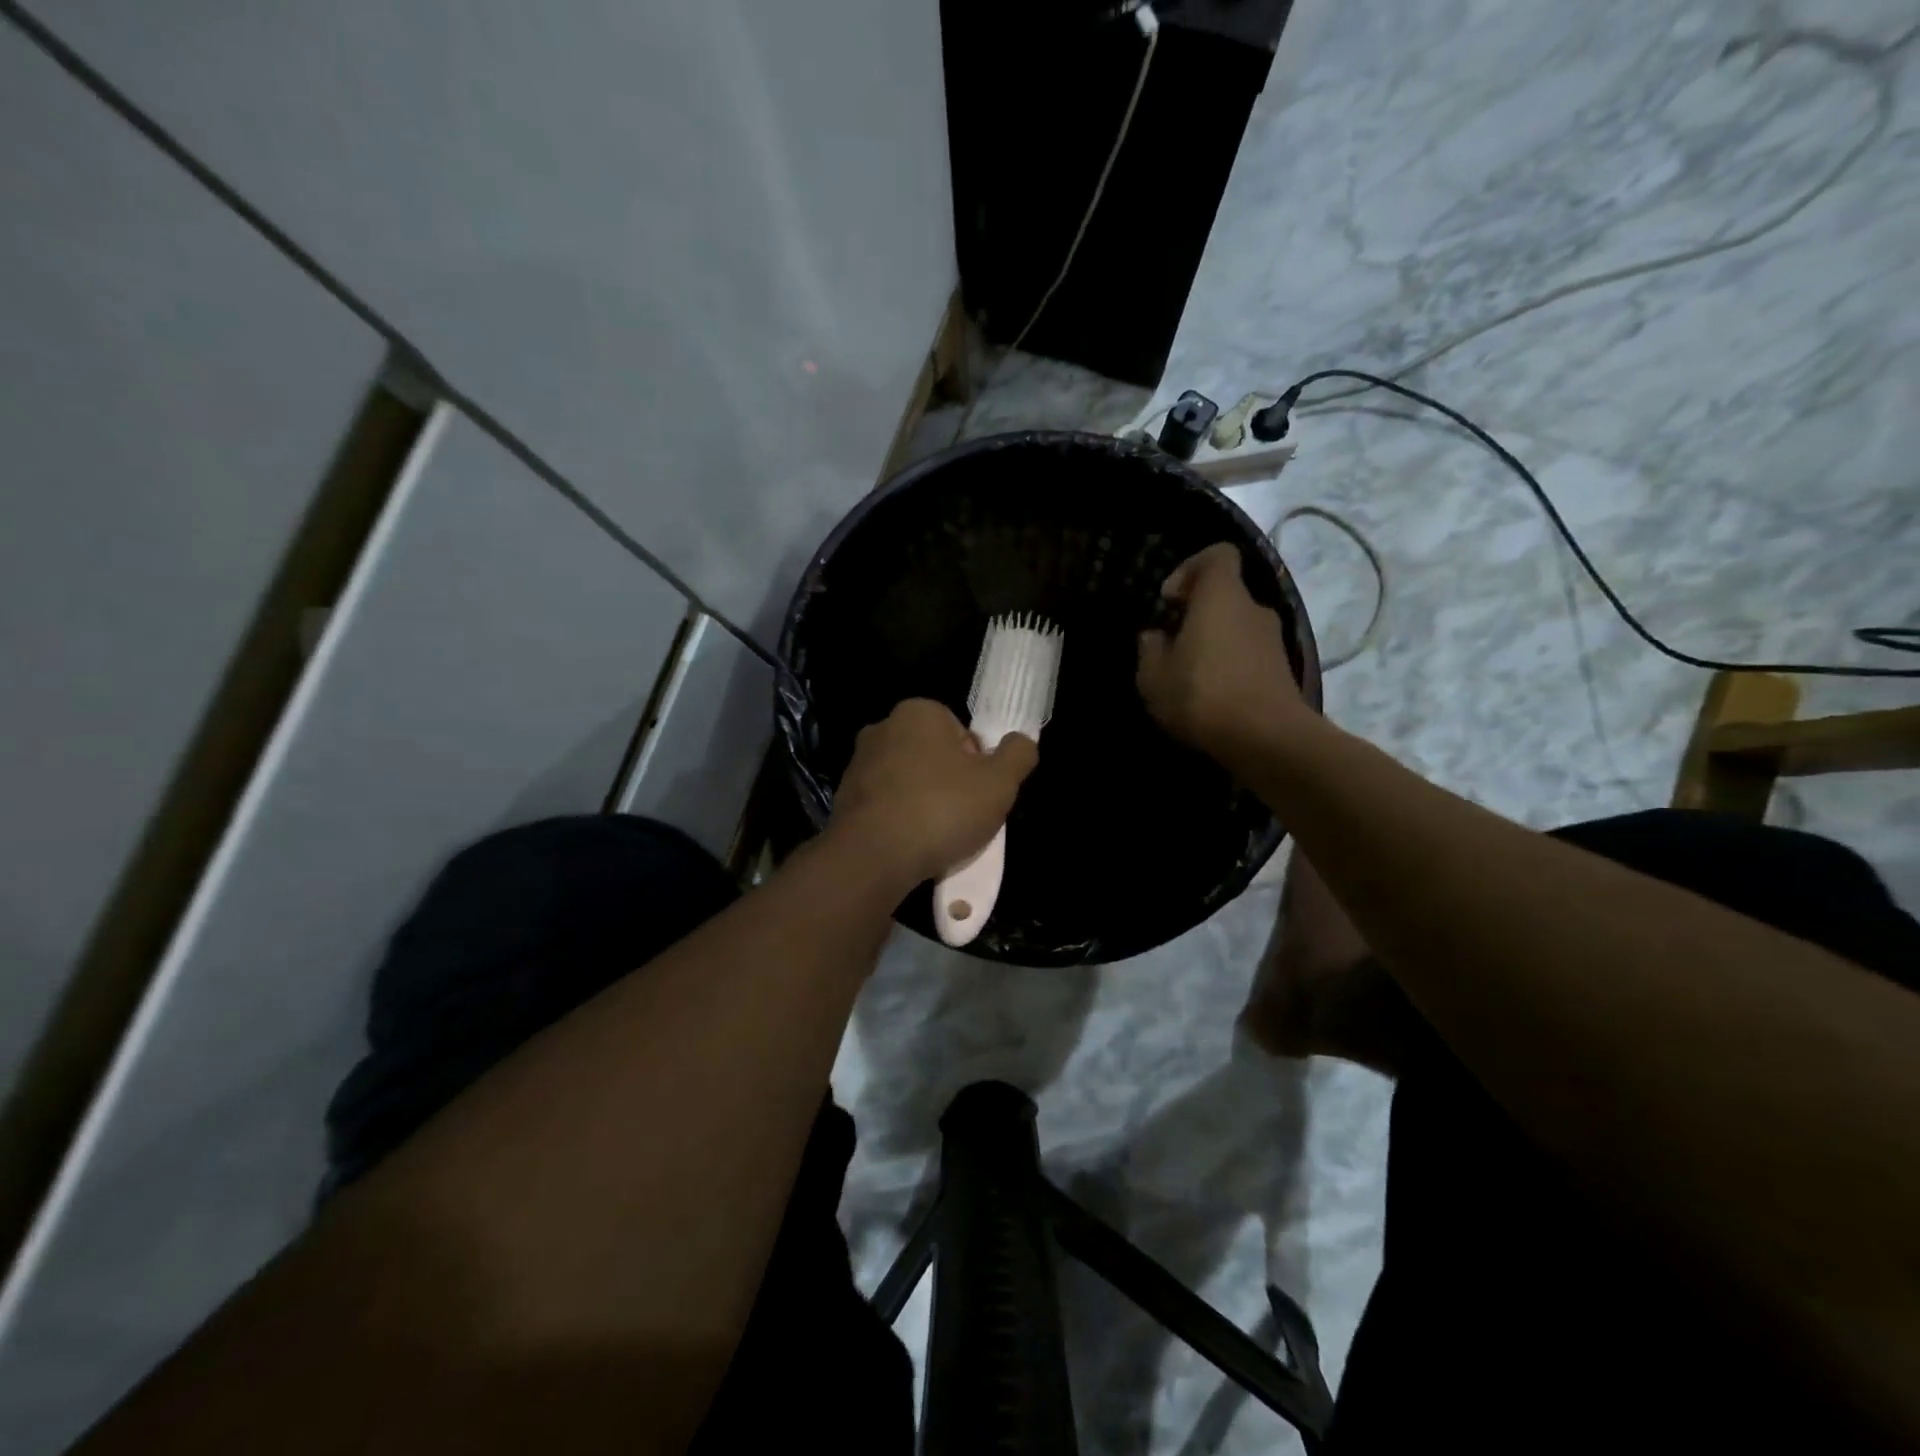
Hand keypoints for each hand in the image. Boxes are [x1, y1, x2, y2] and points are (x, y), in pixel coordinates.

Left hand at [829, 699, 1038, 887]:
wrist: (872, 857)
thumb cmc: (941, 809)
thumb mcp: (999, 782)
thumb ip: (1018, 754)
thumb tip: (1021, 742)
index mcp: (918, 712)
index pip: (961, 732)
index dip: (978, 763)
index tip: (980, 792)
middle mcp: (882, 728)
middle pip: (933, 755)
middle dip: (950, 782)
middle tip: (964, 816)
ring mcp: (858, 764)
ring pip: (908, 782)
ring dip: (924, 803)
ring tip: (938, 836)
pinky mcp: (843, 799)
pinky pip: (885, 806)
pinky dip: (900, 821)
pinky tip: (911, 846)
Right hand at [1137, 543, 1310, 761]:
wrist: (1267, 739)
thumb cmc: (1203, 695)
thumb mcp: (1154, 676)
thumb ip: (1150, 649)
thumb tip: (1155, 636)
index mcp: (1221, 596)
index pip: (1217, 555)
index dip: (1190, 569)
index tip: (1170, 601)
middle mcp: (1253, 609)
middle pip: (1225, 596)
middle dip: (1196, 616)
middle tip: (1171, 646)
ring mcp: (1273, 640)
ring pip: (1236, 628)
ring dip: (1212, 645)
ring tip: (1188, 678)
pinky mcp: (1282, 670)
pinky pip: (1248, 656)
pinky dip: (1229, 667)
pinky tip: (1211, 698)